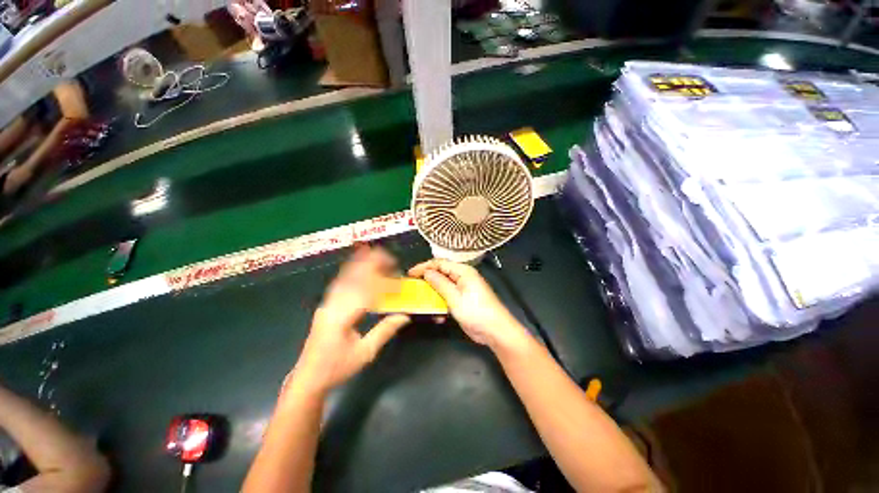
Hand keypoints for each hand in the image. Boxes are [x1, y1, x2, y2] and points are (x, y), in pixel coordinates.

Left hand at [289, 246, 409, 395]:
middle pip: (353, 279)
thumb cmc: (337, 368)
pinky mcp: (326, 306)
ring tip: (374, 253)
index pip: (366, 294)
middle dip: (371, 265)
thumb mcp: (365, 353)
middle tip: (388, 256)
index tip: (399, 282)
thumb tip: (404, 316)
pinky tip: (356, 265)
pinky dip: (349, 271)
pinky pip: (339, 284)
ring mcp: (326, 304)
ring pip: (344, 278)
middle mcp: (332, 306)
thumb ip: (384, 331)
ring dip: (360, 264)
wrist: (308, 378)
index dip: (384, 285)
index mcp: (341, 318)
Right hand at [409, 259, 529, 350]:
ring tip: (420, 296)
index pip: (440, 263)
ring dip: (433, 291)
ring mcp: (463, 288)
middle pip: (441, 272)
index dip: (424, 267)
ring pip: (443, 285)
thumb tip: (427, 272)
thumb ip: (440, 283)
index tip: (410, 274)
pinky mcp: (463, 299)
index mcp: (463, 271)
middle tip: (413, 284)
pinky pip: (448, 295)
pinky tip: (435, 310)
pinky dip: (440, 301)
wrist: (496, 331)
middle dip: (427, 278)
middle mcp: (463, 276)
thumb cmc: (476, 312)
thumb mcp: (455, 298)